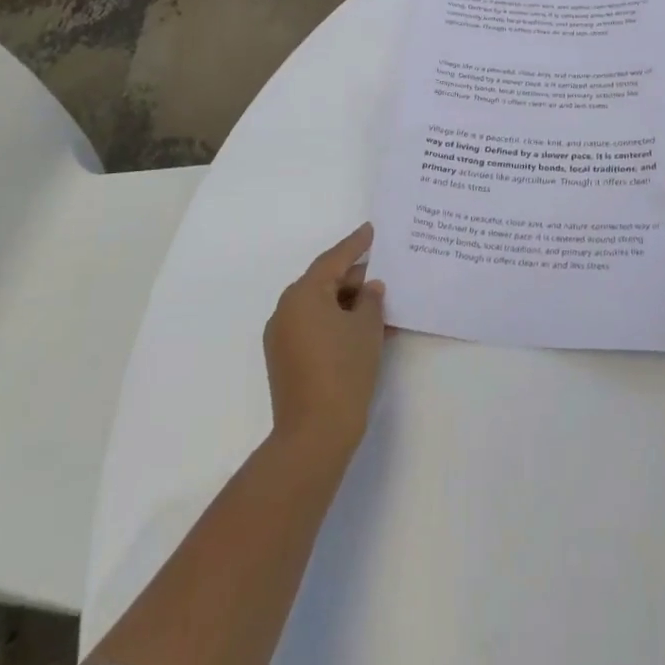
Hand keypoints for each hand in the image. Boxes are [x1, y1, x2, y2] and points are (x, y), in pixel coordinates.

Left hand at [263, 223, 388, 458]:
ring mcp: (282, 336)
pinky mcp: (284, 360)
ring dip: (347, 304)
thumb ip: (371, 300)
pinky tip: (362, 331)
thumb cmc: (344, 370)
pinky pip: (313, 327)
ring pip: (319, 307)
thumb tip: (369, 288)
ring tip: (378, 305)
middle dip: (354, 278)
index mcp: (303, 293)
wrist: (314, 434)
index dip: (356, 244)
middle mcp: (286, 309)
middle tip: (383, 274)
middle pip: (324, 282)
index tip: (371, 229)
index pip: (334, 259)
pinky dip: (336, 323)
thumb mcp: (367, 328)